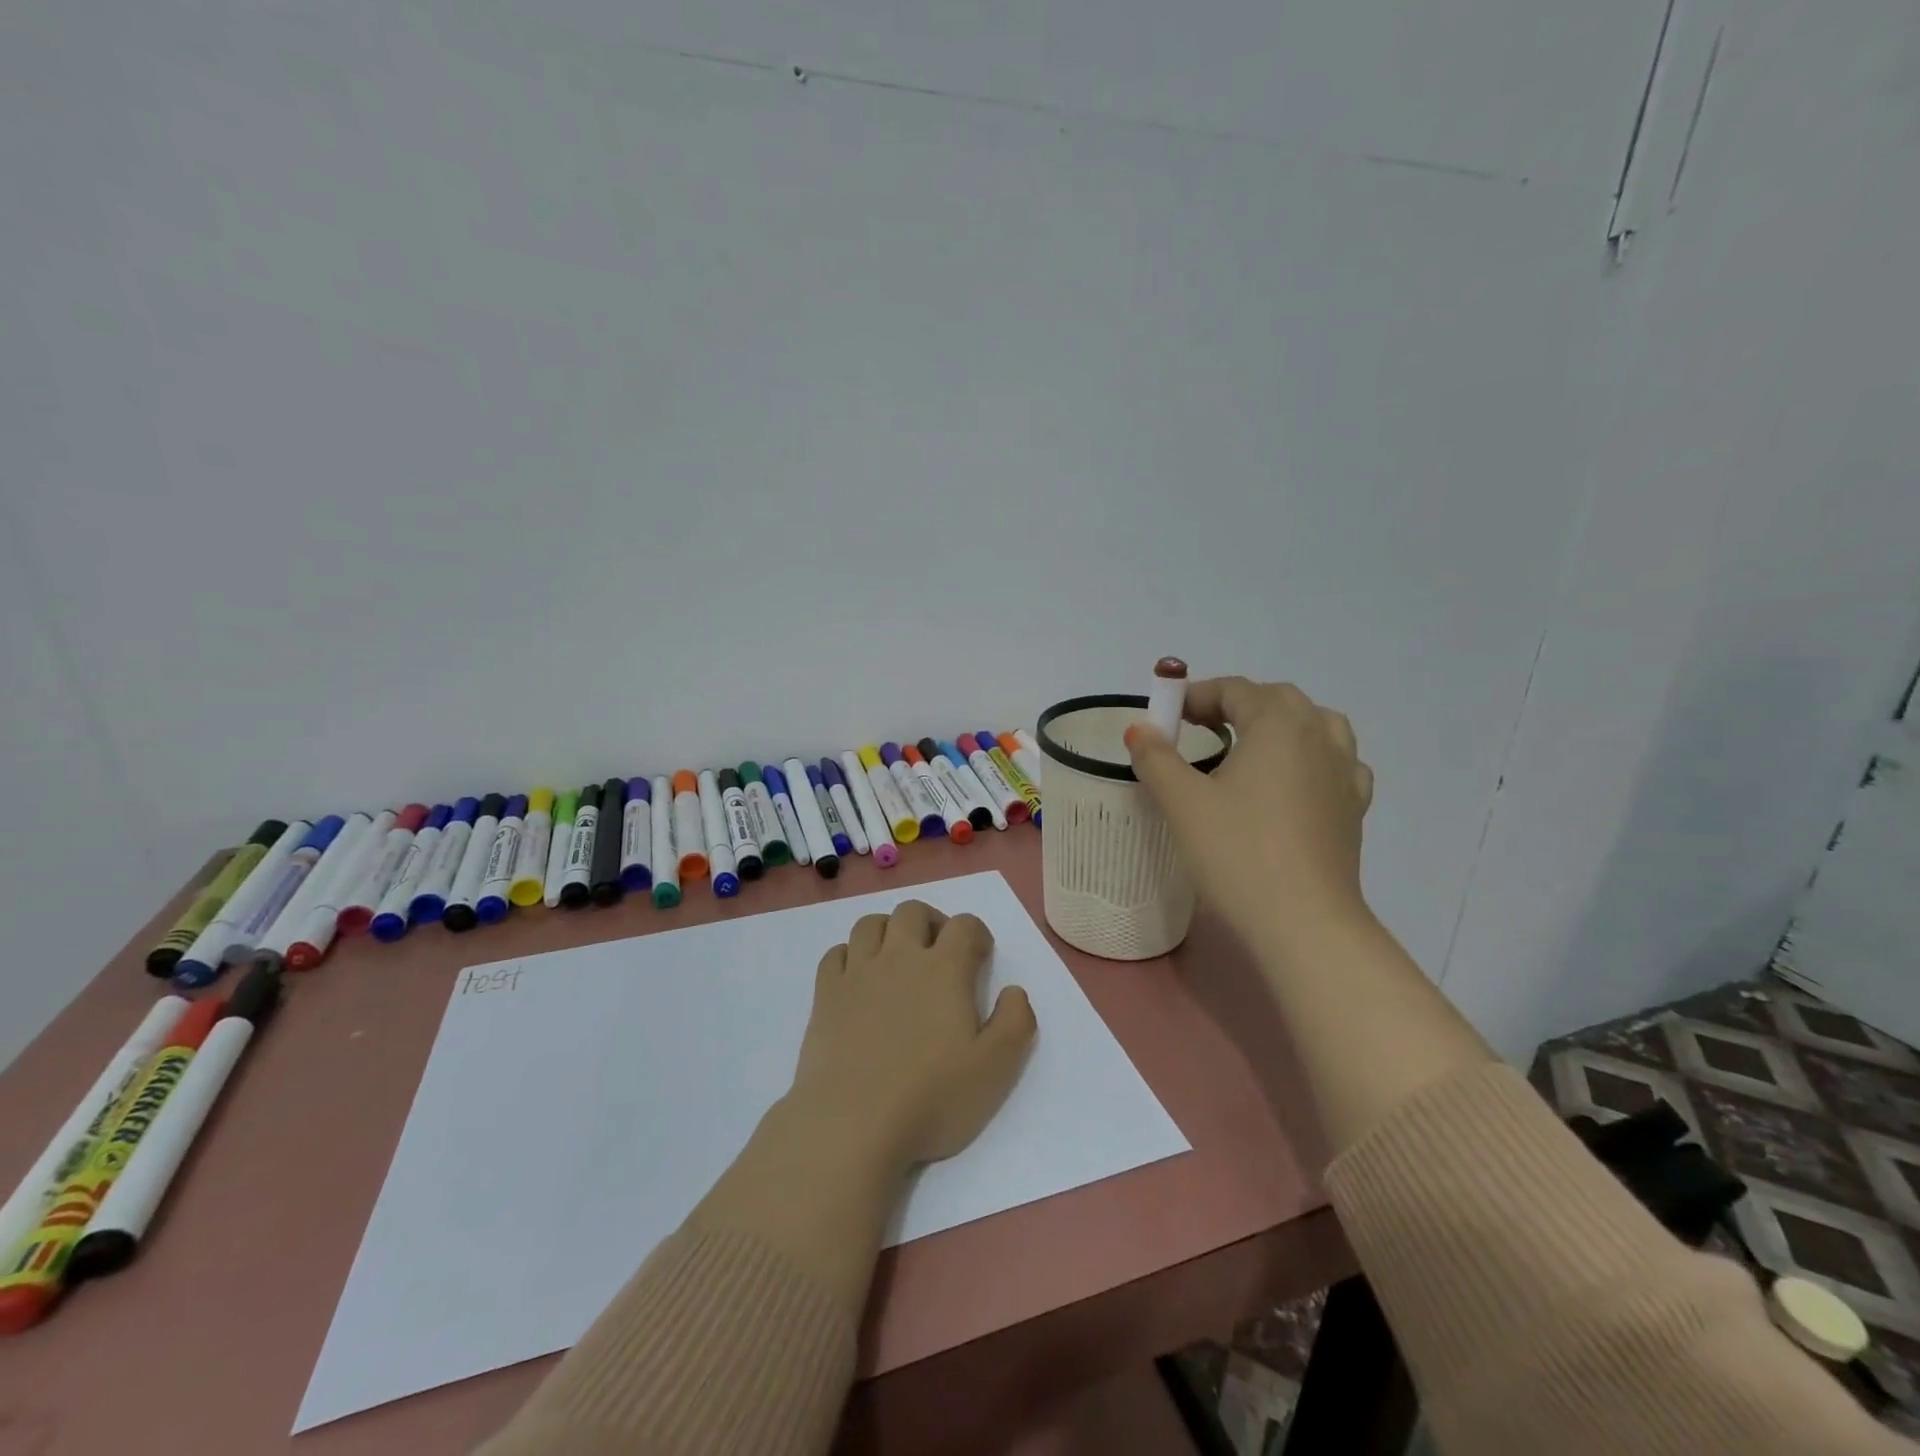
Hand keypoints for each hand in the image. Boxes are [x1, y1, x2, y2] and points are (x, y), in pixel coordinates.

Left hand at [788, 900, 1037, 1169]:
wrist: (852, 1124)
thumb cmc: (931, 1098)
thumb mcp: (996, 1069)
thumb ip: (1016, 1022)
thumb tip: (1014, 991)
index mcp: (944, 969)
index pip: (965, 925)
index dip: (977, 934)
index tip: (980, 958)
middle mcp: (899, 957)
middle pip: (913, 911)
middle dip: (931, 922)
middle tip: (939, 953)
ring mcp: (857, 973)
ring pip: (871, 924)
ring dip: (888, 931)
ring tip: (897, 959)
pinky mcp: (825, 995)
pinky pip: (835, 953)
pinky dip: (850, 955)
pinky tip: (858, 979)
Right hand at [1126, 678, 1374, 954]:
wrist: (1304, 922)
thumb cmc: (1237, 852)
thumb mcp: (1183, 802)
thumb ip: (1156, 757)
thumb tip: (1140, 729)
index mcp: (1279, 722)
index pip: (1234, 690)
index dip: (1194, 696)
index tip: (1164, 717)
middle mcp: (1319, 734)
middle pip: (1275, 700)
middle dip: (1234, 706)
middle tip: (1197, 729)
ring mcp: (1345, 771)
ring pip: (1313, 726)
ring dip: (1277, 726)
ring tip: (1248, 747)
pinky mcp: (1354, 807)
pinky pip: (1333, 763)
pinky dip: (1308, 759)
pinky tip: (1291, 782)